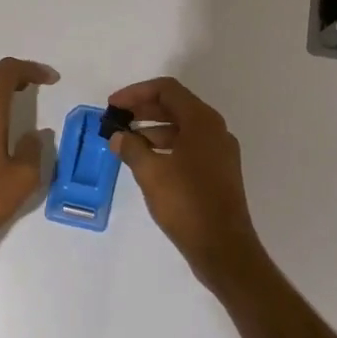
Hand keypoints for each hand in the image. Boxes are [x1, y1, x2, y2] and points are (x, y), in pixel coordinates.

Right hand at [106, 77, 264, 284]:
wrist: (223, 248)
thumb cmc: (186, 203)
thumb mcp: (150, 173)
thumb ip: (131, 148)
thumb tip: (118, 136)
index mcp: (202, 121)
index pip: (167, 89)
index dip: (136, 93)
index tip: (113, 105)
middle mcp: (215, 130)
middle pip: (175, 106)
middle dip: (143, 109)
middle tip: (116, 119)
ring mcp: (219, 151)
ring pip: (182, 127)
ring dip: (153, 129)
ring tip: (125, 141)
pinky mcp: (218, 171)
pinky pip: (189, 146)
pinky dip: (166, 146)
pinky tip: (146, 161)